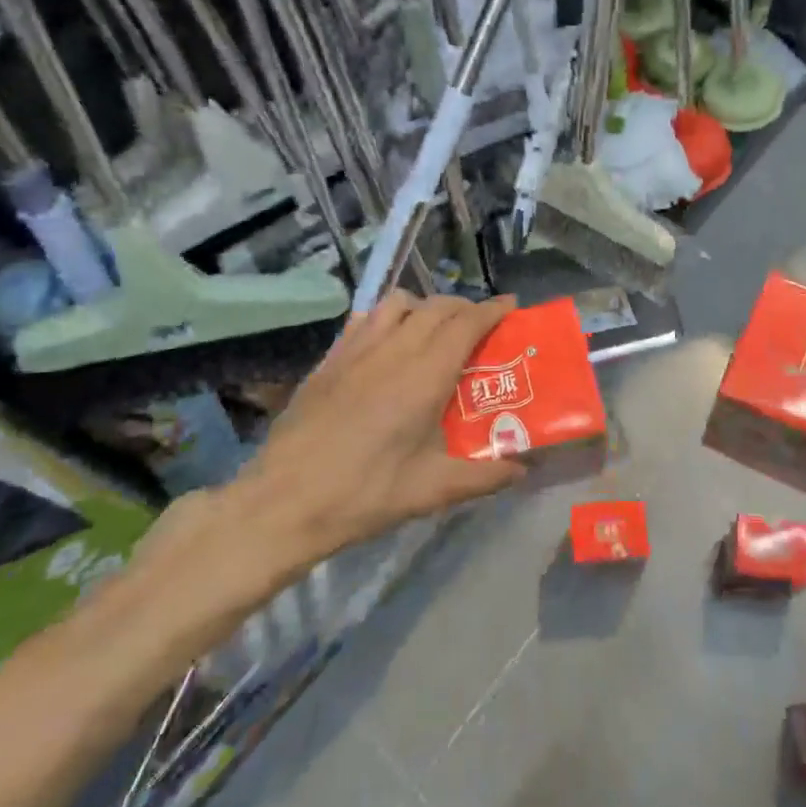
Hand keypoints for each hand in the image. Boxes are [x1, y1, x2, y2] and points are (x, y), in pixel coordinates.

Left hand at [185, 292, 522, 612]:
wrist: (282, 502)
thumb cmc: (364, 494)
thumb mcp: (432, 491)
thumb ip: (485, 476)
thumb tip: (523, 468)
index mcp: (424, 375)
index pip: (466, 323)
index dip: (492, 309)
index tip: (511, 306)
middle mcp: (393, 350)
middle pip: (437, 307)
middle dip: (465, 307)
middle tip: (480, 327)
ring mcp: (356, 350)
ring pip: (398, 303)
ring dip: (425, 307)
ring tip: (434, 331)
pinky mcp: (329, 360)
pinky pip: (365, 318)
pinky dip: (388, 317)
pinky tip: (388, 343)